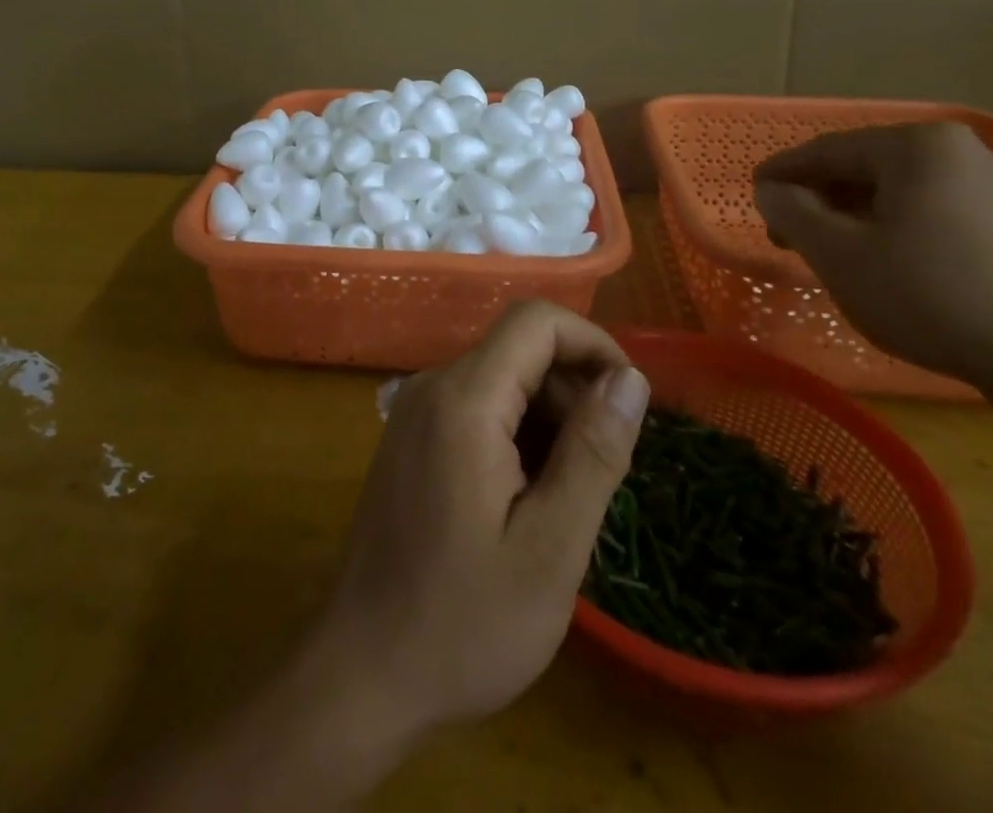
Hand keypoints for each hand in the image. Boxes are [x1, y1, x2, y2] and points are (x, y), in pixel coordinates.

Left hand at [302, 301, 650, 743]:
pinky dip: (516, 436)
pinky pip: (477, 408)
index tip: (629, 406)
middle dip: (573, 394)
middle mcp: (433, 386)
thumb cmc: (463, 621)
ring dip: (547, 421)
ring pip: (502, 380)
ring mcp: (415, 411)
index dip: (593, 345)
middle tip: (598, 478)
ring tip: (561, 502)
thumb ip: (594, 452)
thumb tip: (630, 378)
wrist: (362, 671)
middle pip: (520, 350)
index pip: (536, 321)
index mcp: (464, 399)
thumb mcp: (550, 547)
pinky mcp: (410, 438)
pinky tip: (523, 503)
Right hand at [752, 121, 992, 390]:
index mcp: (920, 146)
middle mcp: (967, 153)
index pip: (830, 150)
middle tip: (788, 234)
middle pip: (870, 169)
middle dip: (823, 199)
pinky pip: (943, 215)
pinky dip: (903, 230)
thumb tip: (770, 191)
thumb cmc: (931, 296)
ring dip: (860, 217)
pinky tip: (892, 265)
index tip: (754, 193)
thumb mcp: (839, 254)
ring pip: (907, 193)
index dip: (784, 173)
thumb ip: (792, 212)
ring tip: (834, 252)